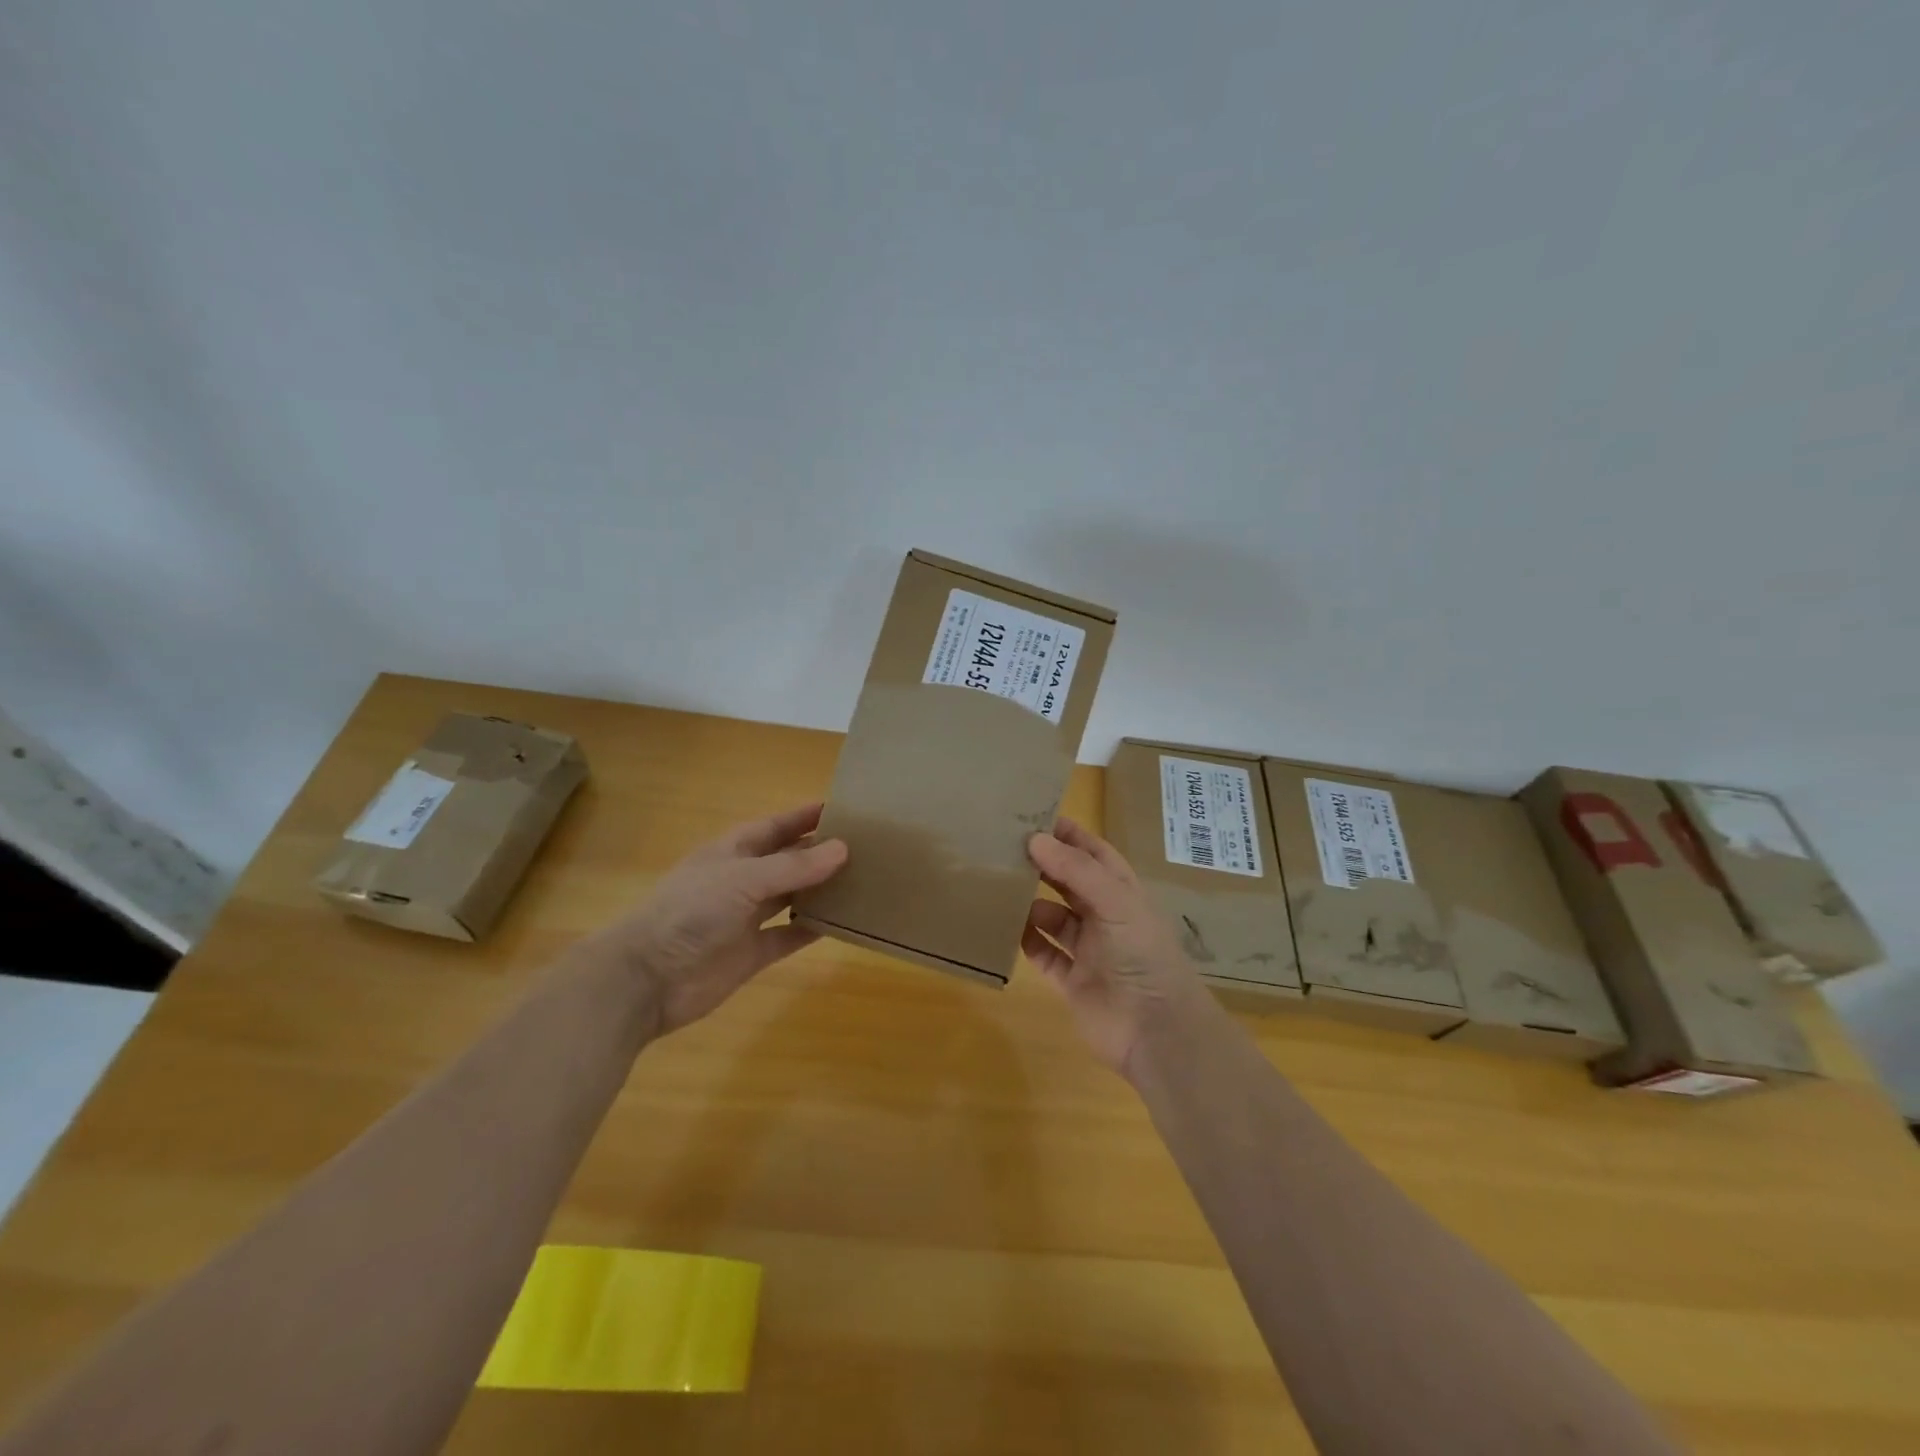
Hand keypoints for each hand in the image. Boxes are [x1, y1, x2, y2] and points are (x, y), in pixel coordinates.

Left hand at [575, 802, 847, 1036]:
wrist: (647, 978)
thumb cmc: (690, 912)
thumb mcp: (744, 879)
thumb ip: (794, 866)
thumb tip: (843, 848)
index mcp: (732, 851)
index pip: (775, 826)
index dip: (804, 817)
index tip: (843, 809)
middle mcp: (741, 880)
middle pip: (787, 861)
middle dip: (819, 853)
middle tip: (865, 847)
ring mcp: (746, 918)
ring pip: (791, 898)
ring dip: (820, 890)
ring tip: (863, 881)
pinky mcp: (751, 953)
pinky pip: (789, 936)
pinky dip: (812, 930)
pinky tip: (843, 924)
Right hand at [1022, 817, 1215, 1075]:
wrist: (1156, 1031)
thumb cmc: (1142, 956)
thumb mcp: (1116, 903)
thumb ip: (1076, 870)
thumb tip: (1035, 839)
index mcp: (1122, 893)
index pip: (1093, 854)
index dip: (1068, 835)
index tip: (1033, 817)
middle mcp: (1104, 916)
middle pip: (1068, 882)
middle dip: (1042, 865)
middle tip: (1004, 848)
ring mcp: (1087, 950)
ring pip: (1052, 917)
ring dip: (1029, 904)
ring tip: (997, 887)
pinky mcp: (1071, 980)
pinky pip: (1043, 953)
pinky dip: (1025, 941)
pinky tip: (1003, 927)